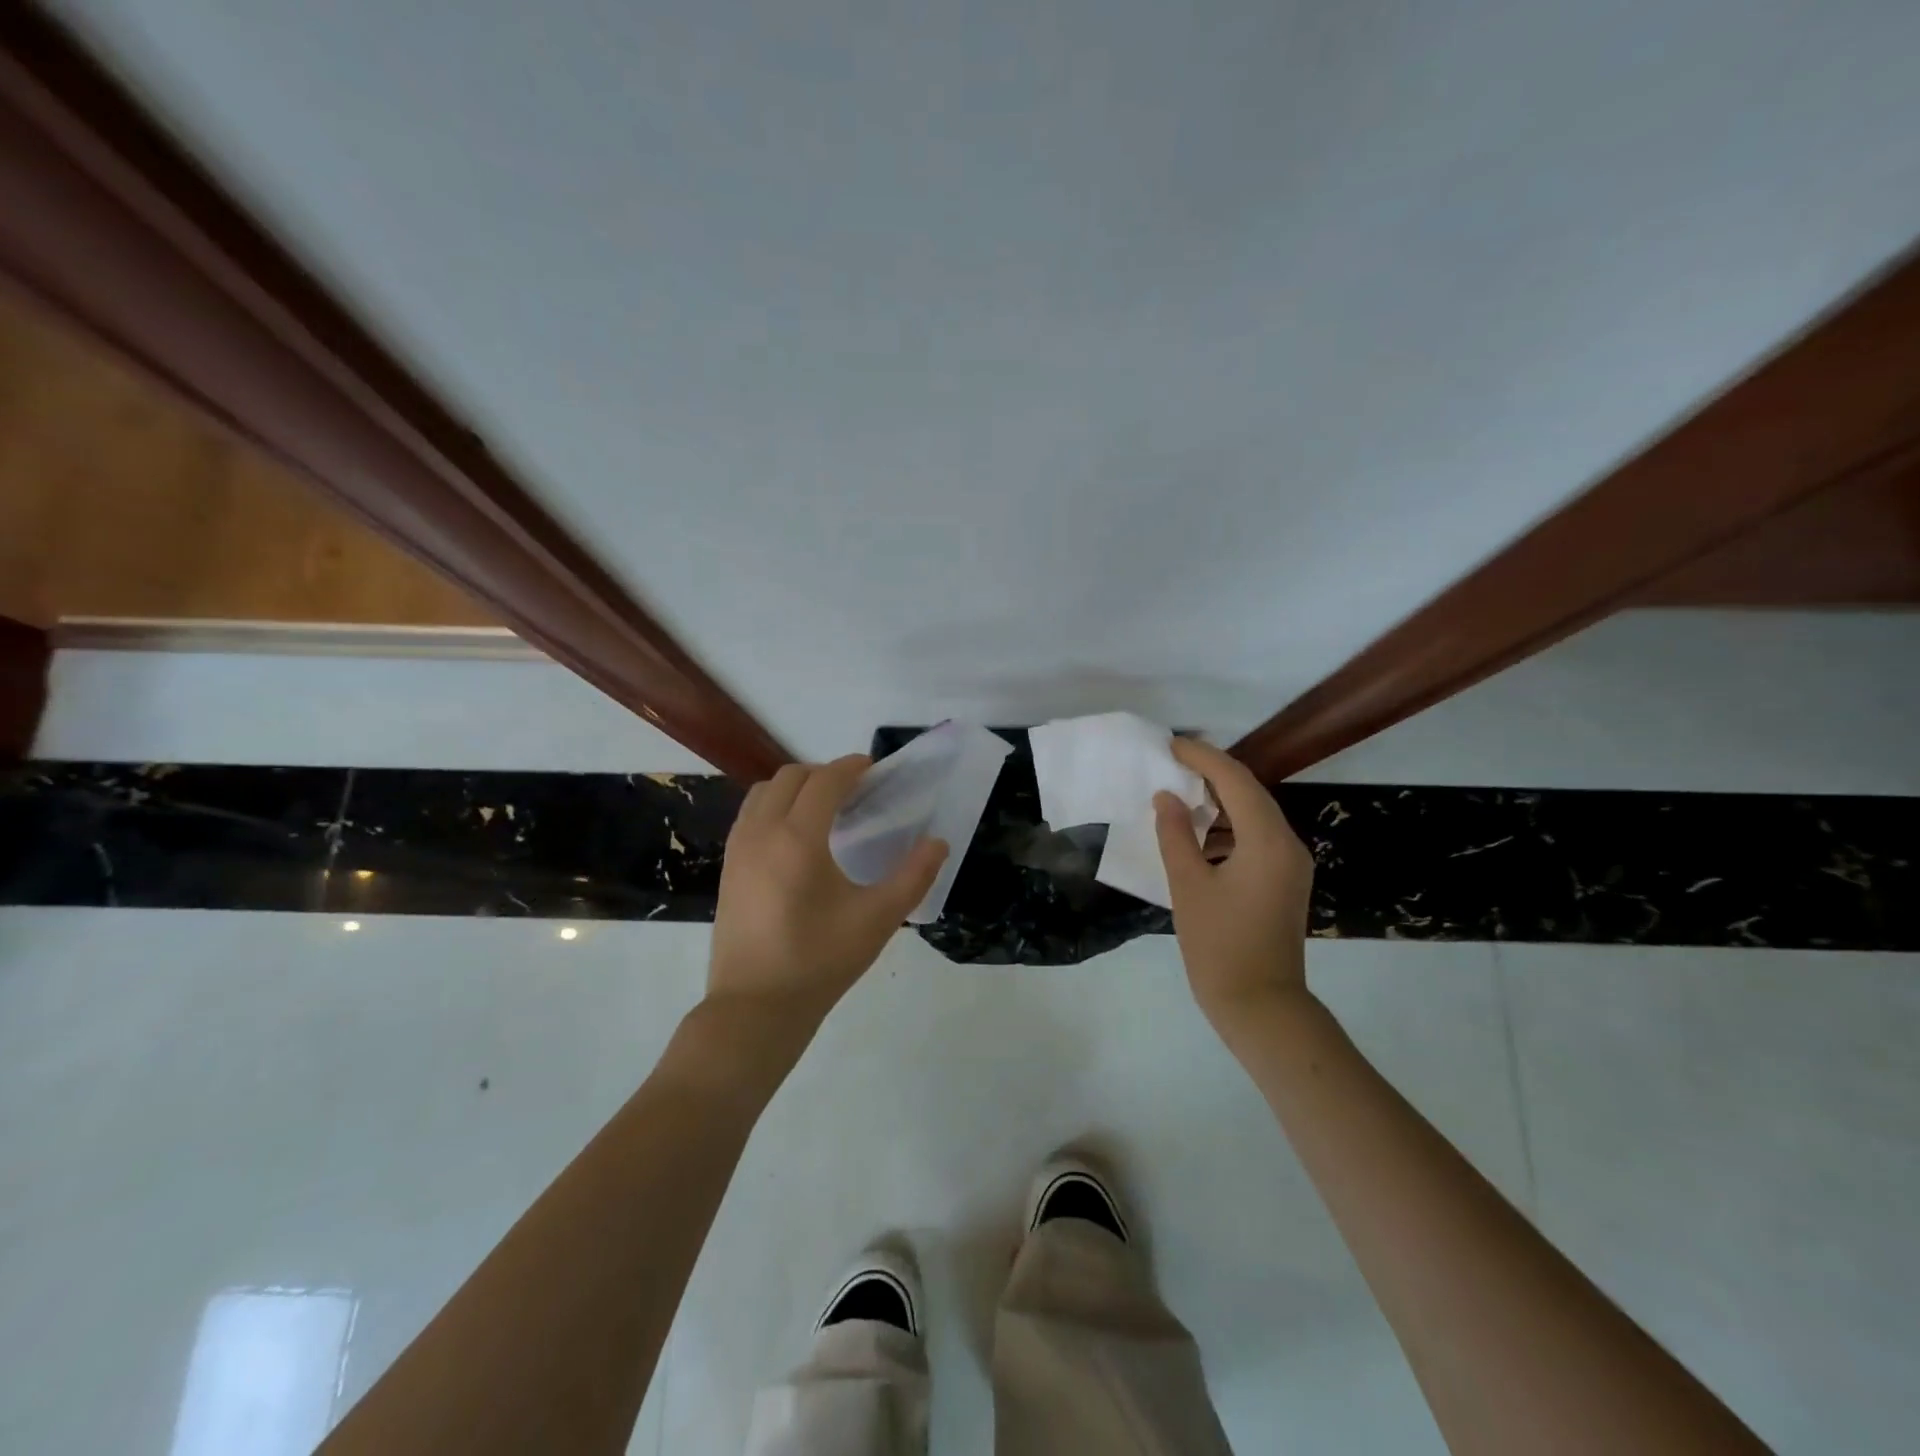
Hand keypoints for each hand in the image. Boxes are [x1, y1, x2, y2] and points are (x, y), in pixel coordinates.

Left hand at [710, 756, 947, 1023]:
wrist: (756, 1007)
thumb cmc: (820, 961)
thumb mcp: (878, 919)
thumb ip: (913, 876)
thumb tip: (938, 843)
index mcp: (798, 838)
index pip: (825, 781)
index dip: (851, 767)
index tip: (874, 769)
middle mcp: (762, 832)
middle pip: (791, 777)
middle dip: (825, 773)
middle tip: (855, 791)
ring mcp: (738, 849)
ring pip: (764, 792)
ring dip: (796, 787)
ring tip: (825, 809)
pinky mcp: (728, 867)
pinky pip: (750, 815)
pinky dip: (774, 806)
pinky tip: (796, 837)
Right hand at [1154, 737, 1315, 1043]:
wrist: (1260, 1005)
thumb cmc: (1219, 944)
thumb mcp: (1188, 885)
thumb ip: (1175, 834)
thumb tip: (1167, 798)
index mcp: (1267, 840)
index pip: (1235, 781)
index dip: (1203, 758)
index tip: (1171, 745)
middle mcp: (1287, 844)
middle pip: (1250, 793)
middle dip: (1212, 774)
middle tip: (1173, 762)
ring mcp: (1290, 864)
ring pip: (1254, 815)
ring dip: (1220, 801)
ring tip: (1179, 793)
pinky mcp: (1284, 881)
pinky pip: (1256, 838)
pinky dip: (1227, 827)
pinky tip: (1198, 834)